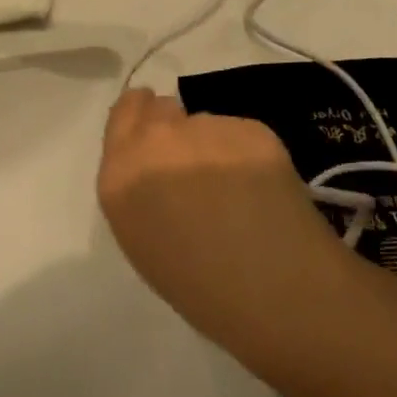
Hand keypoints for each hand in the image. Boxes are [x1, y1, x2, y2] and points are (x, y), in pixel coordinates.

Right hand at [97, 91, 342, 336]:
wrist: (274, 289)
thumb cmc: (199, 288)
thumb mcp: (144, 241)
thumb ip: (140, 188)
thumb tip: (158, 170)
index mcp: (122, 175)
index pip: (124, 113)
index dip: (141, 119)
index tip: (155, 137)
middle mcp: (158, 139)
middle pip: (161, 107)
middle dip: (175, 128)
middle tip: (195, 163)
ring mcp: (206, 127)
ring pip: (204, 123)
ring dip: (213, 145)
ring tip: (237, 189)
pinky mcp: (251, 127)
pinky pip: (241, 133)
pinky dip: (249, 153)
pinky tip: (264, 189)